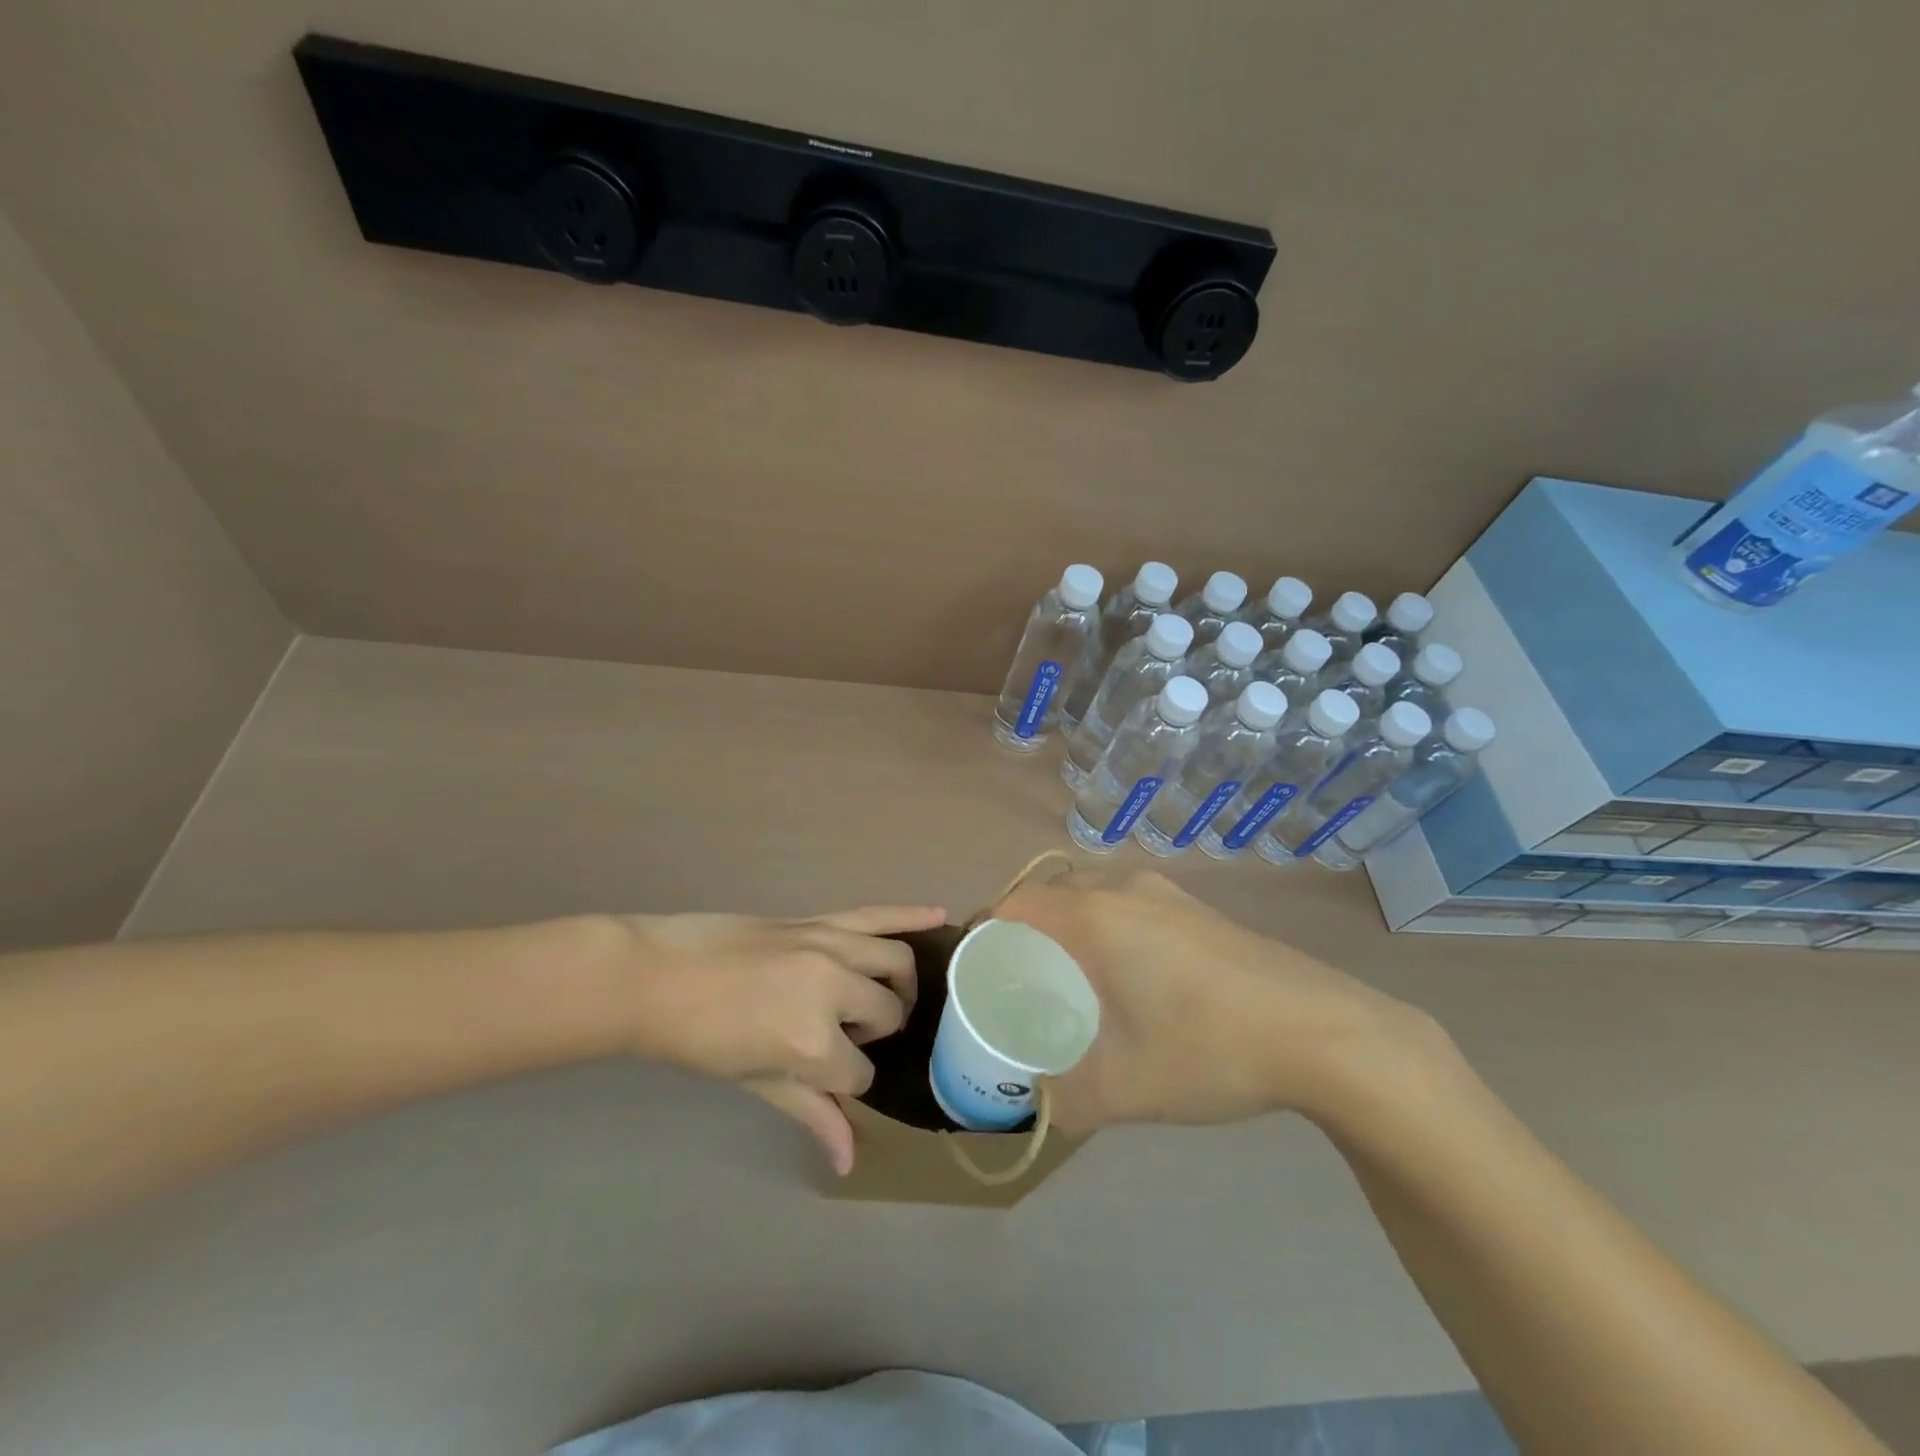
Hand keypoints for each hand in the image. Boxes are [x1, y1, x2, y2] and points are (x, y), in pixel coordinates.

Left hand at [618, 905, 945, 1173]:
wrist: (655, 976)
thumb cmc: (697, 1040)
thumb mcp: (755, 1082)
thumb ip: (810, 1113)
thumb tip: (849, 1161)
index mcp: (812, 1042)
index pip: (860, 1072)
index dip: (848, 1080)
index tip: (826, 1077)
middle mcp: (833, 989)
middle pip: (887, 1013)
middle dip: (876, 1033)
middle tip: (848, 1038)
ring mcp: (829, 946)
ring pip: (895, 961)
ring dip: (902, 982)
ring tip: (890, 995)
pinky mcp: (818, 920)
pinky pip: (876, 914)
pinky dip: (910, 914)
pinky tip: (939, 916)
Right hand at [995, 869, 1425, 1132]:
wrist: (1324, 1032)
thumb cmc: (1209, 1049)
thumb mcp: (1126, 1090)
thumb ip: (1066, 1101)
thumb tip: (1036, 1109)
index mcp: (1094, 916)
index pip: (1015, 903)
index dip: (987, 932)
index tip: (980, 974)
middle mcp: (1123, 889)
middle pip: (1051, 894)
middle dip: (1027, 932)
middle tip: (1022, 984)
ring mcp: (1166, 893)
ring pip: (1093, 896)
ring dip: (1071, 928)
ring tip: (1074, 984)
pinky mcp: (1198, 907)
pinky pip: (1129, 905)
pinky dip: (1109, 928)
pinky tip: (1133, 981)